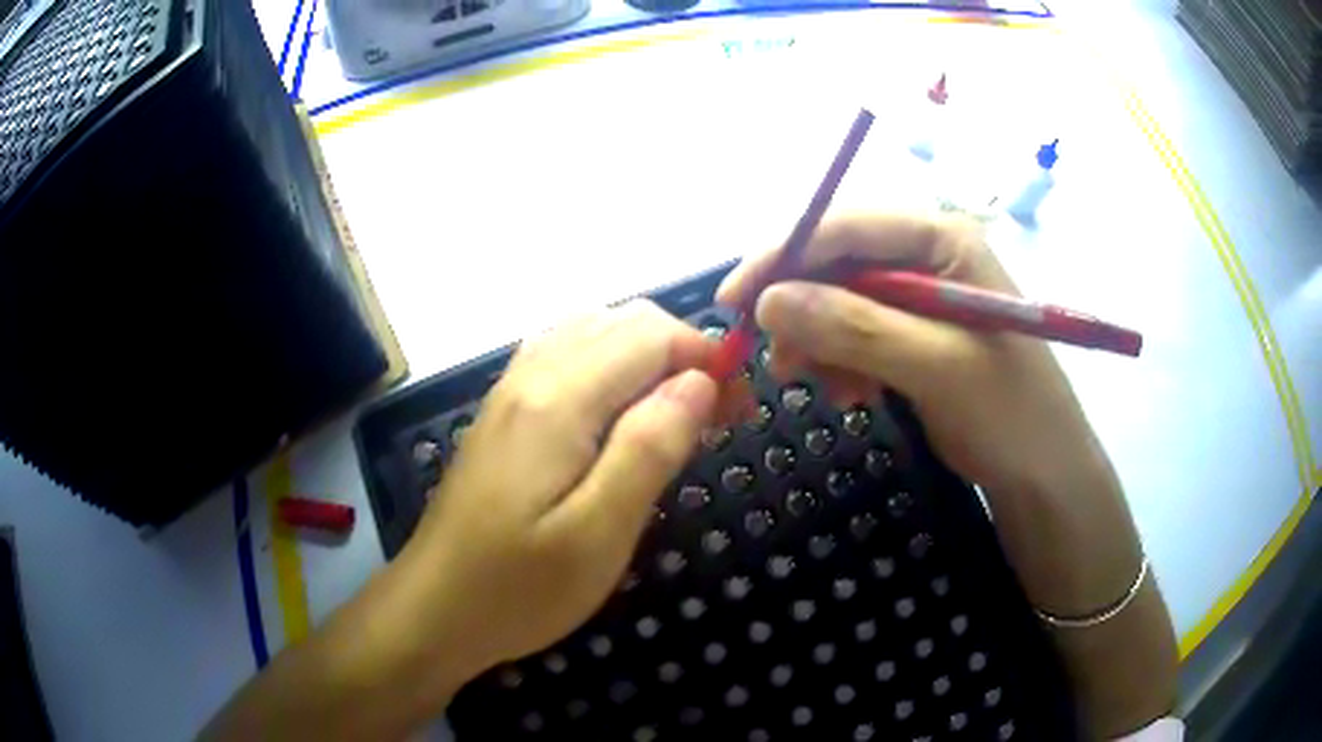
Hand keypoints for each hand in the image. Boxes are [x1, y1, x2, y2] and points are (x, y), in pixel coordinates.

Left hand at [388, 301, 718, 704]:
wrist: (435, 609)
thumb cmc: (519, 587)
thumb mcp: (600, 532)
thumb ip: (650, 447)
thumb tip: (699, 381)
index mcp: (559, 400)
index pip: (650, 336)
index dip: (706, 356)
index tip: (740, 406)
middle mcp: (532, 376)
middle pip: (622, 323)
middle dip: (681, 353)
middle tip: (716, 416)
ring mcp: (510, 392)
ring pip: (591, 332)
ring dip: (645, 356)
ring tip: (674, 414)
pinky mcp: (502, 415)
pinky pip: (563, 357)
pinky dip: (608, 366)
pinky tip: (618, 414)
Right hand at [719, 212, 1176, 736]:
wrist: (1043, 474)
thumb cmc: (1008, 412)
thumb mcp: (936, 367)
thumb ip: (855, 327)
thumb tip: (768, 302)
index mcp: (944, 238)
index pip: (848, 226)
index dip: (785, 256)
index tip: (733, 299)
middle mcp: (929, 255)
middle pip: (840, 263)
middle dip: (803, 309)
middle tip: (778, 361)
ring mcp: (921, 296)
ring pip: (841, 302)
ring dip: (822, 344)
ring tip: (828, 391)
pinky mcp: (915, 335)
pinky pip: (857, 335)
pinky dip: (842, 364)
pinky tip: (853, 396)